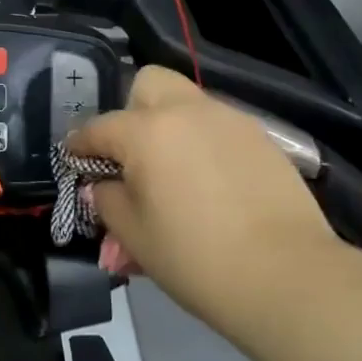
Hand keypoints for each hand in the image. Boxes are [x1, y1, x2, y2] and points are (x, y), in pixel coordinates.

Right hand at [66, 66, 339, 317]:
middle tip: (133, 153)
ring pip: (188, 104)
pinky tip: (212, 185)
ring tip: (174, 174)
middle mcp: (186, 112)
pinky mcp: (263, 139)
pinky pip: (220, 128)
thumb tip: (103, 185)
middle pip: (148, 84)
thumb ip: (107, 200)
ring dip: (171, 127)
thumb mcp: (133, 235)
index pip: (98, 128)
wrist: (288, 277)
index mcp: (145, 131)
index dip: (79, 145)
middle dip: (132, 110)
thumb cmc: (194, 257)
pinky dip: (205, 144)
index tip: (73, 158)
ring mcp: (229, 120)